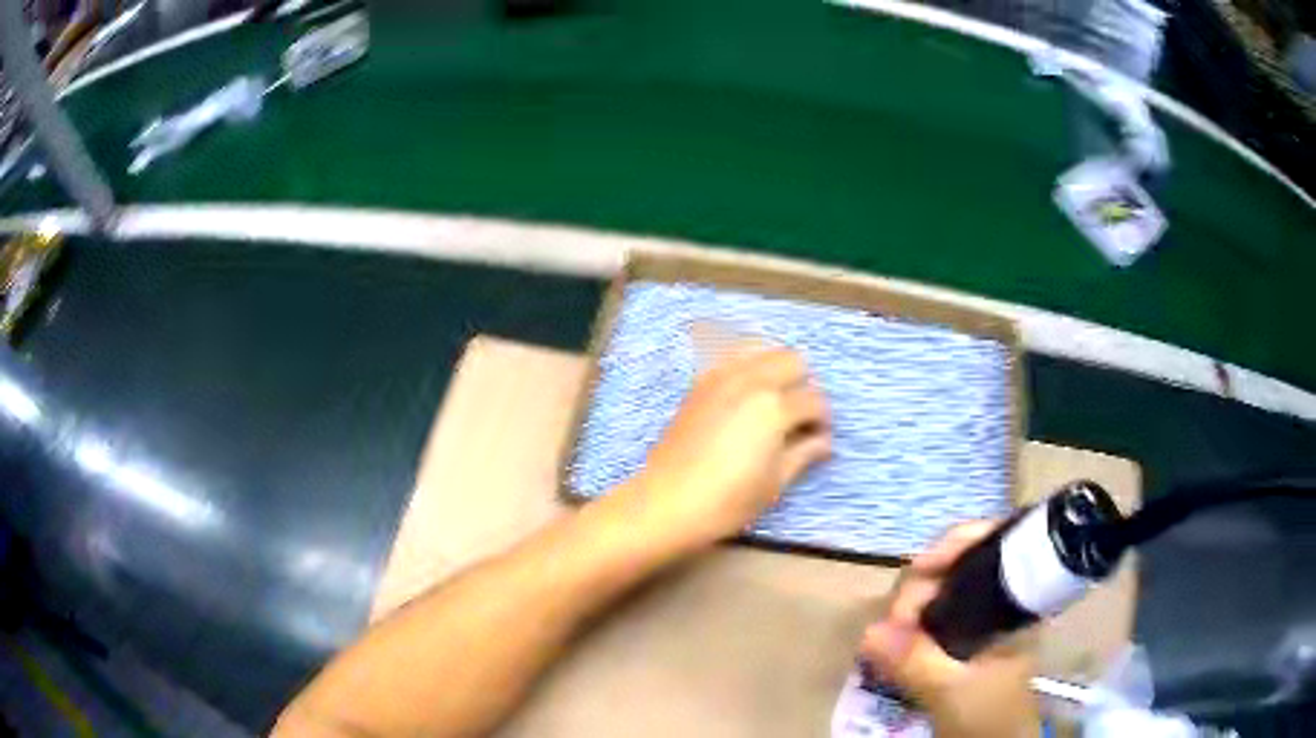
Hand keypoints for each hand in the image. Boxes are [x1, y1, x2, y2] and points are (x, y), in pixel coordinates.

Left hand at [618, 347, 831, 553]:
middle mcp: (751, 381)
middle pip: (793, 360)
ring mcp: (722, 376)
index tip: (818, 438)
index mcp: (775, 407)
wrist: (667, 501)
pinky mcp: (700, 382)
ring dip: (776, 367)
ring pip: (762, 348)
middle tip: (799, 416)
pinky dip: (747, 362)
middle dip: (803, 385)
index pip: (814, 400)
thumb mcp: (775, 483)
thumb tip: (824, 441)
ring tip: (775, 397)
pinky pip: (731, 355)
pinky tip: (748, 390)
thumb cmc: (728, 501)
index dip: (822, 420)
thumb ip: (803, 454)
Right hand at [859, 521, 1039, 737]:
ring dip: (914, 602)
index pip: (990, 544)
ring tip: (890, 631)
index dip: (952, 548)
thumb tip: (868, 631)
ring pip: (947, 587)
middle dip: (922, 583)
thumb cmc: (989, 714)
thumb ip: (916, 662)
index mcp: (1017, 599)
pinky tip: (897, 636)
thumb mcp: (951, 690)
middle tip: (893, 620)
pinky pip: (938, 611)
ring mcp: (986, 615)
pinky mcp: (969, 634)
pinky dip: (915, 617)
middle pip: (961, 562)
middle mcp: (1004, 597)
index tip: (915, 573)